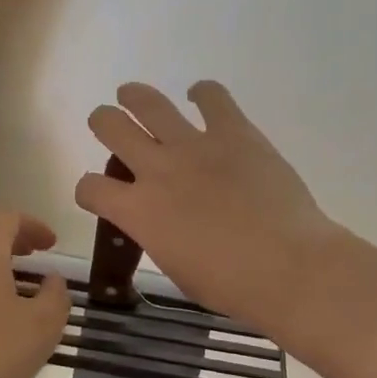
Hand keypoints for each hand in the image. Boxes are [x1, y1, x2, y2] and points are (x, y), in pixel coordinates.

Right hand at [75, 81, 341, 330]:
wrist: (288, 267)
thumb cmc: (231, 285)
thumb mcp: (176, 268)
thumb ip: (159, 235)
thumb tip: (163, 222)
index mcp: (138, 211)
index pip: (91, 187)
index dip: (88, 189)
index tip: (98, 194)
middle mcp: (157, 169)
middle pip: (110, 126)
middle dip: (104, 123)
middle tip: (108, 124)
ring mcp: (194, 145)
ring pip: (149, 103)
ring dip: (135, 96)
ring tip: (131, 95)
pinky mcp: (234, 132)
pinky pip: (212, 96)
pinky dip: (203, 93)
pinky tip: (201, 96)